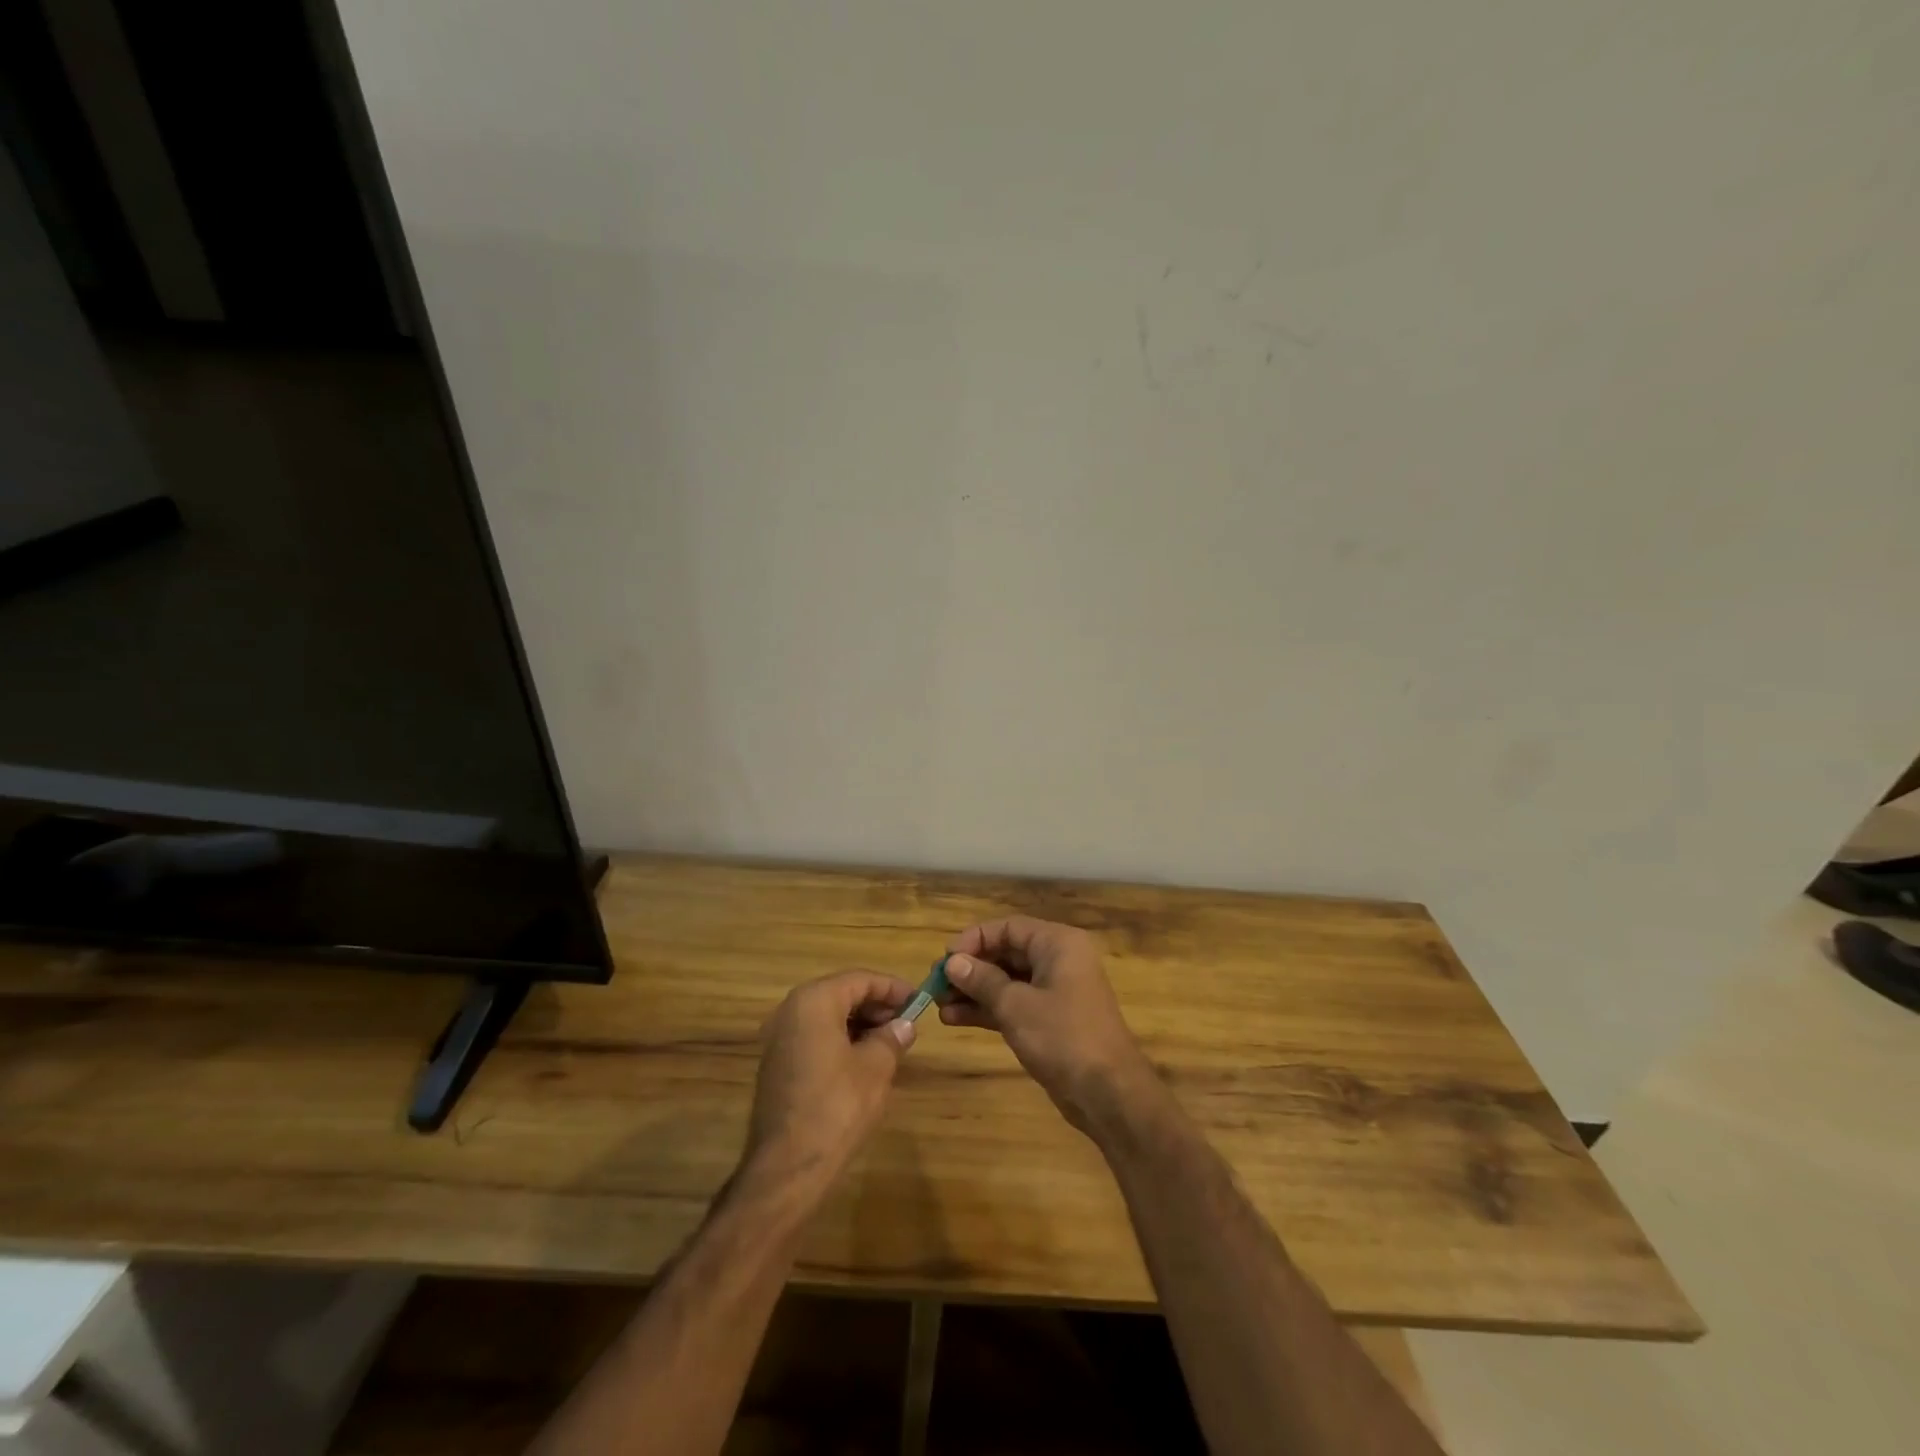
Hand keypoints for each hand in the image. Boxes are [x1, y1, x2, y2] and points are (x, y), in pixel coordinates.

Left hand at [743, 970, 916, 1194]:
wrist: (787, 1167)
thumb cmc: (836, 1107)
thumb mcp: (875, 1068)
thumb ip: (892, 1038)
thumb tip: (905, 1025)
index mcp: (813, 1001)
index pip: (860, 979)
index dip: (892, 988)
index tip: (918, 1000)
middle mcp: (790, 1011)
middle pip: (841, 994)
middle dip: (875, 1005)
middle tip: (906, 1023)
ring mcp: (778, 1039)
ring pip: (826, 1016)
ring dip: (859, 1023)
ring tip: (890, 1042)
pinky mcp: (776, 1065)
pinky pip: (814, 1037)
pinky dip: (840, 1040)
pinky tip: (863, 1061)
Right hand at [941, 918, 1162, 1137]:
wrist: (1108, 1094)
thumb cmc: (1063, 1037)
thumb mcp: (1016, 1006)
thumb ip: (982, 980)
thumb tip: (953, 962)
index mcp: (1058, 944)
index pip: (1008, 927)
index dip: (974, 939)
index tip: (945, 959)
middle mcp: (1058, 960)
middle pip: (1006, 953)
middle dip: (970, 968)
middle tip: (935, 984)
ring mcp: (1055, 992)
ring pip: (1007, 981)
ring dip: (973, 991)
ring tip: (937, 1005)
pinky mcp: (1050, 1020)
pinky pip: (1013, 1004)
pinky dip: (987, 1009)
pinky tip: (954, 1019)